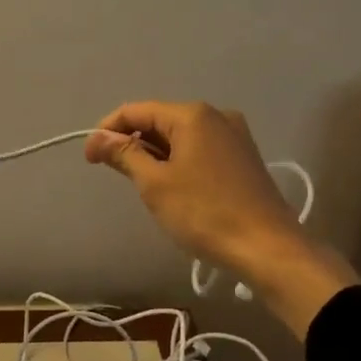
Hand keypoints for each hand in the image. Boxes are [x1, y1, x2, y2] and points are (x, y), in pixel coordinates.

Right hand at [85, 101, 350, 335]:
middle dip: (132, 142)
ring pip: (180, 136)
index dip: (107, 131)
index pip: (136, 111)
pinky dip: (178, 160)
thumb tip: (99, 138)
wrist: (270, 249)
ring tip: (140, 183)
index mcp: (192, 115)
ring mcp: (234, 135)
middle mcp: (216, 115)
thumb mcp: (155, 184)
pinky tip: (172, 186)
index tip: (89, 158)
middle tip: (113, 172)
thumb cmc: (206, 213)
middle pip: (159, 119)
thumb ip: (125, 155)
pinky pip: (199, 148)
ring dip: (155, 154)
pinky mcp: (244, 157)